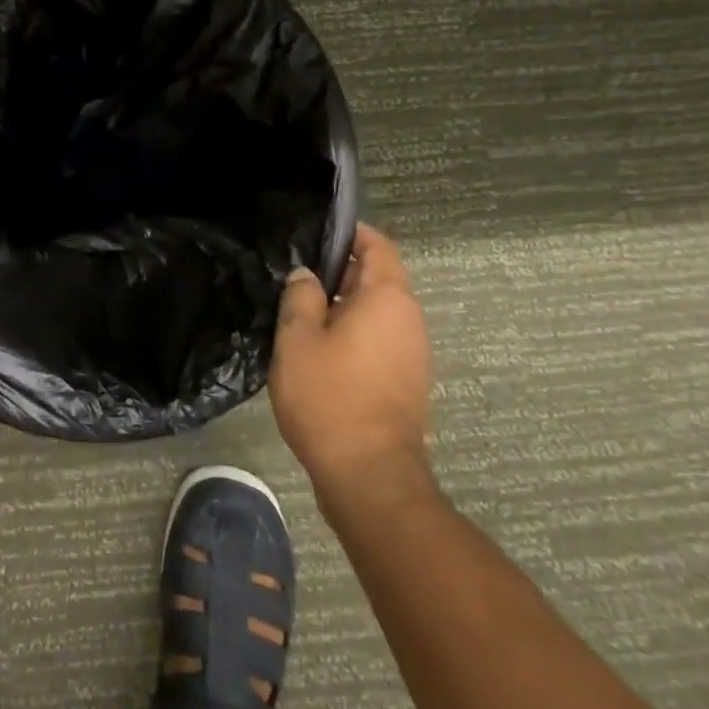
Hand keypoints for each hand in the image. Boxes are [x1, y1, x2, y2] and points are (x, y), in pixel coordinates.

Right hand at [270, 225, 434, 505]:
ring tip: (301, 309)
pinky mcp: (406, 379)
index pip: (378, 245)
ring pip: (377, 309)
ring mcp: (413, 352)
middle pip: (378, 276)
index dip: (349, 233)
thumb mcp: (297, 339)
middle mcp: (409, 319)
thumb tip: (307, 276)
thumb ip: (301, 297)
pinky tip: (318, 345)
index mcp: (388, 298)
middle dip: (339, 269)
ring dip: (344, 303)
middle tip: (296, 274)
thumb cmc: (330, 397)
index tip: (314, 233)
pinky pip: (379, 336)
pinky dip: (353, 330)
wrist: (370, 476)